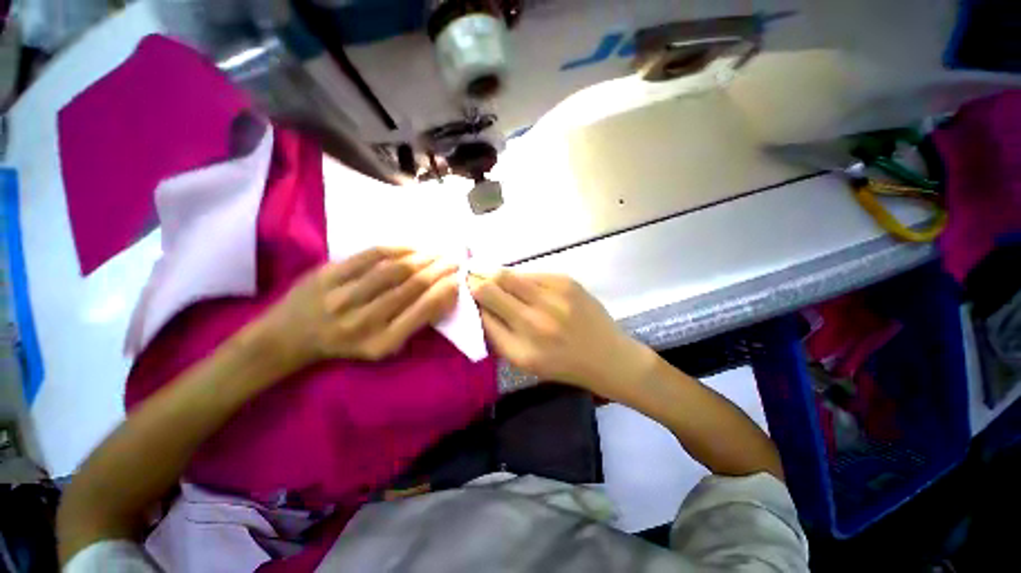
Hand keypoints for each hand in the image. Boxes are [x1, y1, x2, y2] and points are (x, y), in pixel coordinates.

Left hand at [258, 247, 458, 368]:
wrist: (289, 337)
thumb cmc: (345, 344)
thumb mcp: (383, 346)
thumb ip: (414, 322)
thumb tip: (445, 295)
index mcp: (381, 342)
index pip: (424, 310)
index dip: (445, 290)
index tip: (458, 279)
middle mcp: (364, 321)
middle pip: (412, 286)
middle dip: (439, 270)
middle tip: (454, 261)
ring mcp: (343, 296)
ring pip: (394, 269)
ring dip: (423, 258)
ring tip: (437, 253)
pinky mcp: (327, 275)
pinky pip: (370, 255)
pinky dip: (397, 248)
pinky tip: (412, 248)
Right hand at [468, 270, 654, 395]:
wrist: (607, 356)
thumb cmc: (562, 364)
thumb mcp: (523, 361)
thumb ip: (496, 334)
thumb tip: (477, 306)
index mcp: (522, 346)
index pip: (483, 310)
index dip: (470, 297)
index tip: (464, 292)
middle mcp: (536, 318)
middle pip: (493, 283)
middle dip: (478, 278)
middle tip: (474, 279)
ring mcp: (554, 295)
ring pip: (511, 273)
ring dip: (498, 276)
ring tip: (497, 280)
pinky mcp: (567, 281)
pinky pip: (532, 273)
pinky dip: (522, 278)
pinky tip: (526, 287)